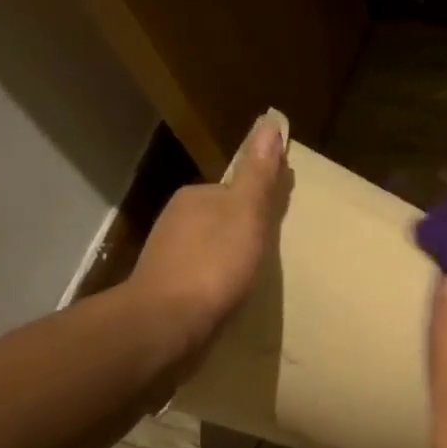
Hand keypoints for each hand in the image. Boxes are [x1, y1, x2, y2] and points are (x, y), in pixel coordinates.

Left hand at [119, 116, 291, 366]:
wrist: (166, 323)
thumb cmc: (214, 265)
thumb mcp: (247, 215)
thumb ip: (259, 176)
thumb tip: (271, 124)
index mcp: (196, 197)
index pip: (234, 190)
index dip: (259, 202)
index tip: (280, 218)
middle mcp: (176, 220)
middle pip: (221, 218)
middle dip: (243, 230)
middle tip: (272, 252)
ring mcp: (167, 256)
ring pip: (208, 248)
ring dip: (228, 258)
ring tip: (254, 277)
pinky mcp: (166, 289)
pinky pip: (200, 276)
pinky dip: (215, 282)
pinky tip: (228, 297)